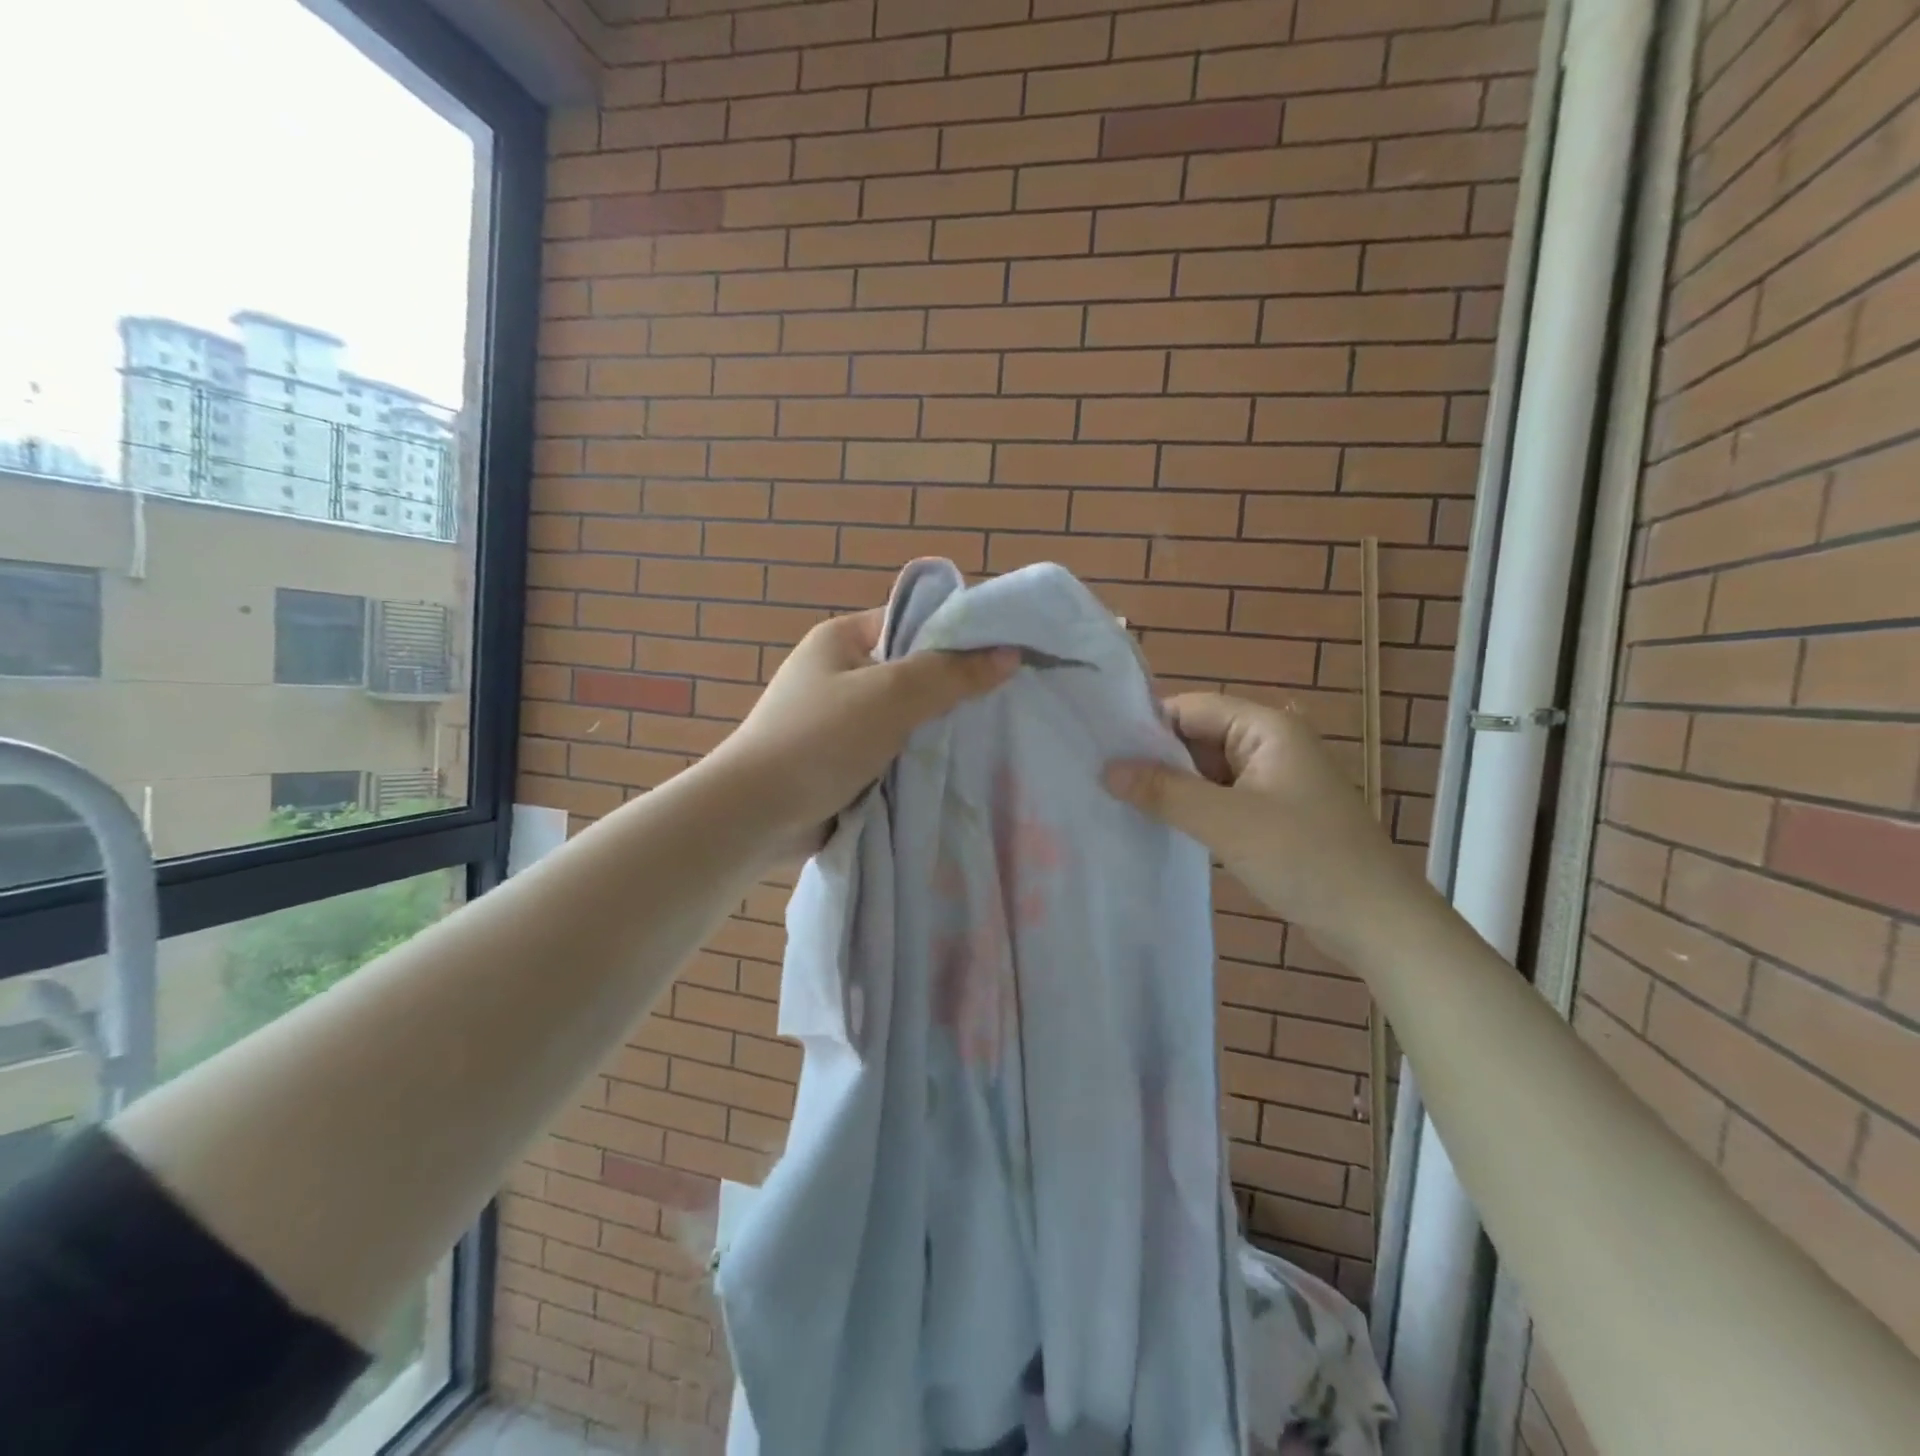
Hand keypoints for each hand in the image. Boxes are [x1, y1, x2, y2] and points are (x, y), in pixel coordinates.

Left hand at [710, 607, 1016, 849]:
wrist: (755, 815)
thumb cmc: (820, 738)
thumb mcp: (891, 695)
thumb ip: (951, 673)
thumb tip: (1010, 653)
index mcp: (842, 639)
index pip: (911, 622)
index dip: (956, 635)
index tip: (1004, 657)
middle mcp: (840, 673)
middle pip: (912, 671)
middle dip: (952, 688)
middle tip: (1004, 702)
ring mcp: (839, 720)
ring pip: (905, 716)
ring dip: (936, 730)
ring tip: (989, 737)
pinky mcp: (842, 761)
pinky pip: (892, 751)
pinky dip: (917, 759)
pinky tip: (955, 768)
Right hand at [1104, 694, 1433, 961]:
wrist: (1377, 922)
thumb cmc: (1305, 858)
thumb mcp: (1226, 822)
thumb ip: (1164, 791)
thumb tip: (1107, 770)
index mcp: (1266, 727)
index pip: (1191, 708)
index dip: (1147, 726)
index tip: (1101, 750)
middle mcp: (1269, 744)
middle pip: (1197, 737)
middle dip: (1155, 759)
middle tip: (1101, 780)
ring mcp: (1272, 780)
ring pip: (1206, 771)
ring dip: (1171, 787)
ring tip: (1118, 801)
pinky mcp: (1272, 813)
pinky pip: (1220, 798)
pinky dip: (1192, 808)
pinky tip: (1158, 824)